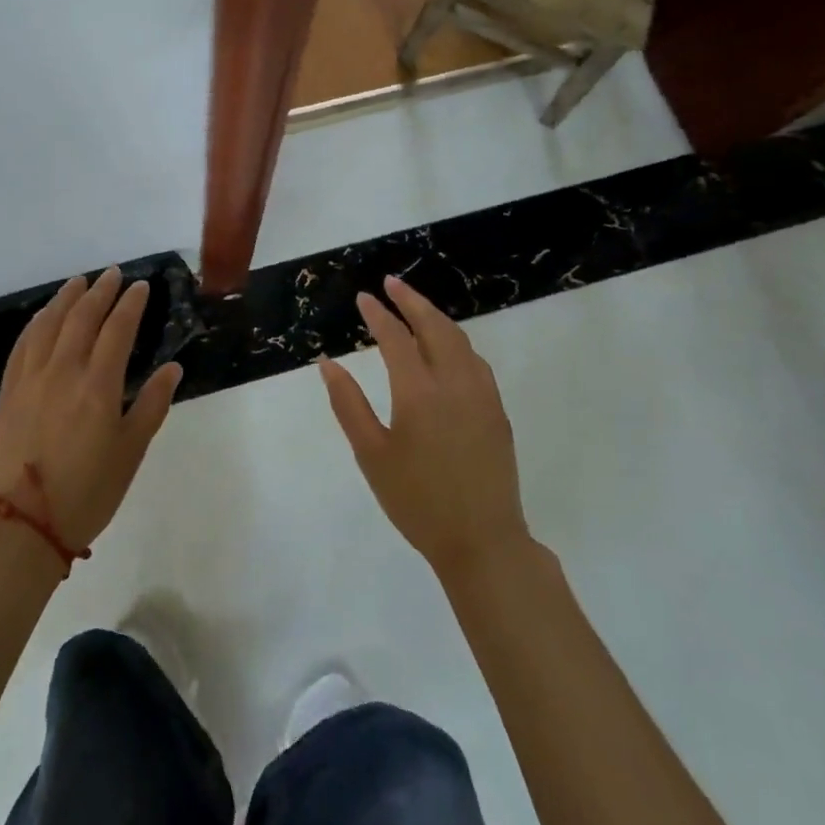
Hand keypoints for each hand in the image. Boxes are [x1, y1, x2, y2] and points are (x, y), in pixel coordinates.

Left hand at [0, 266, 181, 550]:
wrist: (22, 526)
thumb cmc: (88, 492)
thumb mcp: (131, 452)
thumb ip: (151, 405)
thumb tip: (173, 368)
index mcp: (98, 387)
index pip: (117, 330)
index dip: (131, 304)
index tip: (141, 286)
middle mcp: (63, 372)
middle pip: (82, 318)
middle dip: (100, 292)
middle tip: (112, 275)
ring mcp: (31, 379)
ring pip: (49, 325)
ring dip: (66, 299)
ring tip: (79, 282)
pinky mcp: (9, 392)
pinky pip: (23, 345)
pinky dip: (36, 323)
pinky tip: (43, 315)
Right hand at [319, 275, 531, 579]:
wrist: (482, 542)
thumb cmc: (417, 500)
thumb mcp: (371, 454)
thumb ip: (348, 404)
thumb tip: (327, 363)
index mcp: (419, 392)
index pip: (395, 338)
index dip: (377, 314)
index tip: (363, 297)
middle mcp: (454, 383)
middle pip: (434, 326)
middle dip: (411, 300)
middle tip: (391, 283)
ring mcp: (481, 395)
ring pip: (459, 340)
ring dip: (435, 317)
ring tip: (415, 307)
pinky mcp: (496, 410)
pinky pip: (475, 360)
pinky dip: (455, 340)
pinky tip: (446, 347)